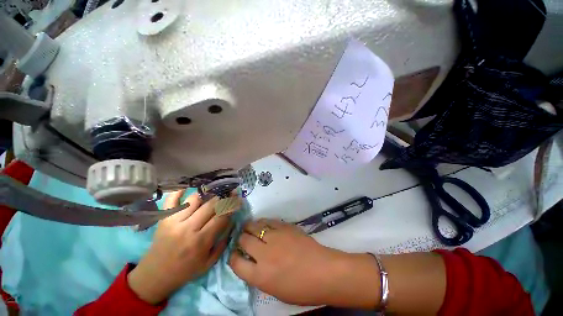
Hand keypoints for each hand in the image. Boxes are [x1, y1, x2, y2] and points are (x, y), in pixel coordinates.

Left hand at [128, 191, 235, 303]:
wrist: (155, 276)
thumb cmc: (185, 270)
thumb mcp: (209, 262)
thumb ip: (223, 242)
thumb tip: (231, 221)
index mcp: (201, 241)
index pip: (221, 216)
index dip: (232, 205)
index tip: (238, 199)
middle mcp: (188, 228)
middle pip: (210, 205)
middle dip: (223, 197)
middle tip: (229, 192)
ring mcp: (174, 221)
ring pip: (195, 199)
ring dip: (207, 194)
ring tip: (213, 193)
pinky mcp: (163, 219)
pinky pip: (172, 200)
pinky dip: (179, 191)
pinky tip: (187, 186)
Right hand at [228, 219, 380, 307]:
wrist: (323, 271)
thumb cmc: (302, 289)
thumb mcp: (275, 290)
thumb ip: (260, 276)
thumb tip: (252, 262)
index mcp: (260, 276)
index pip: (236, 263)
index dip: (233, 257)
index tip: (235, 254)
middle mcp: (264, 254)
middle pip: (243, 240)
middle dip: (240, 238)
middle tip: (242, 237)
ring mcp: (275, 237)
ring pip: (254, 226)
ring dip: (249, 227)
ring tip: (248, 227)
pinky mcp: (285, 227)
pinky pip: (269, 221)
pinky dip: (263, 222)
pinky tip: (263, 223)